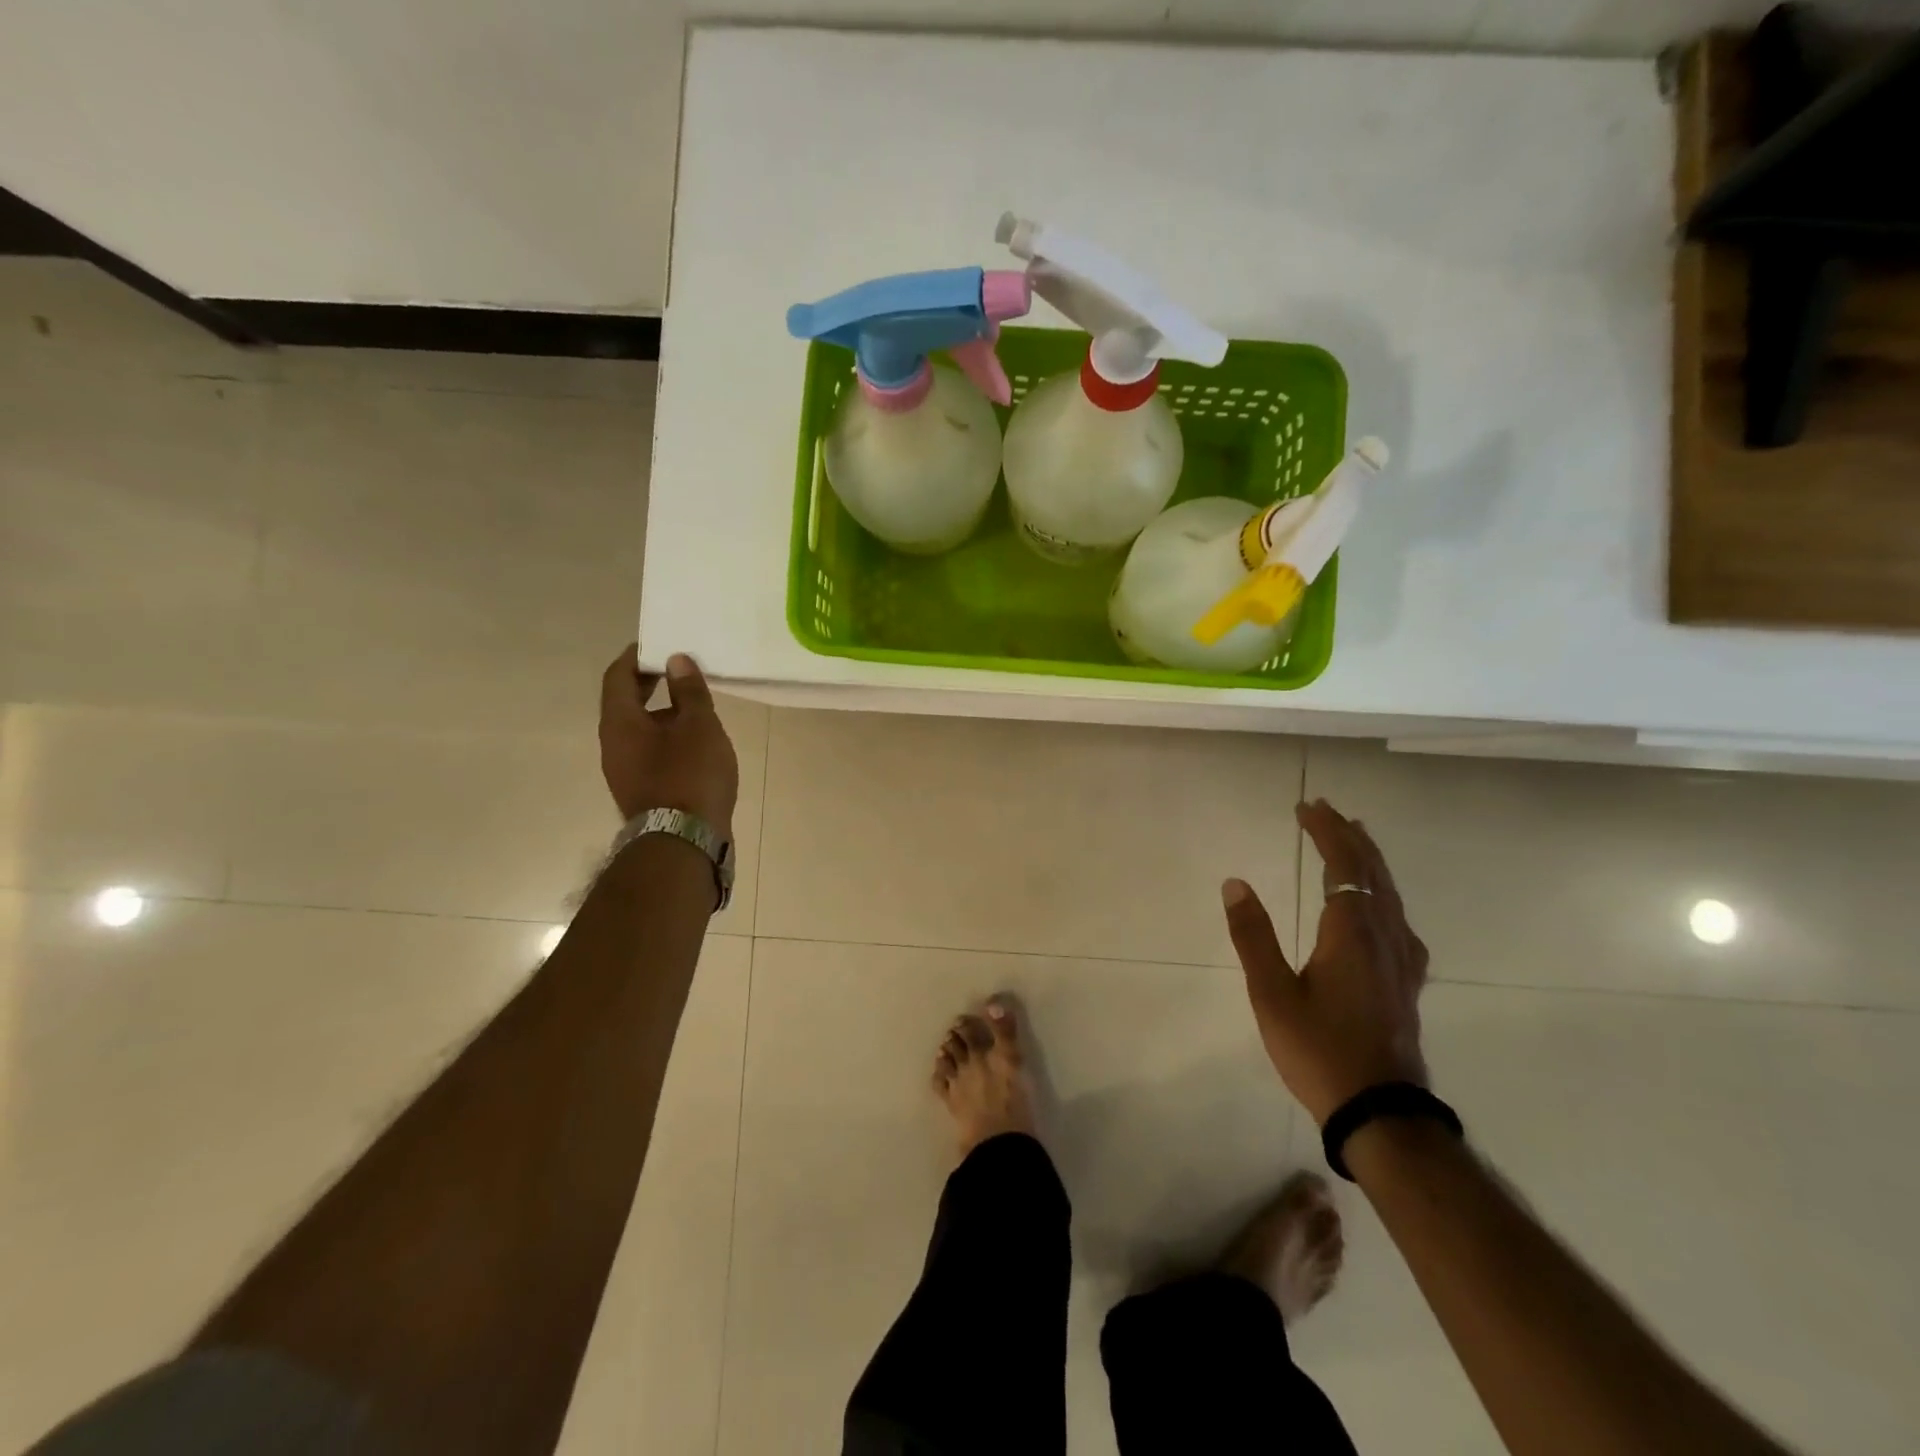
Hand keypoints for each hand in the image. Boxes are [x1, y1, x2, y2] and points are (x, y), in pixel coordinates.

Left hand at [599, 646, 739, 835]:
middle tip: (678, 670)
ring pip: (639, 729)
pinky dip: (667, 737)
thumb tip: (676, 660)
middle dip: (649, 683)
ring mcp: (624, 771)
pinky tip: (695, 742)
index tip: (658, 644)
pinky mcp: (642, 790)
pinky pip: (649, 751)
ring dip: (662, 712)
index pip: (617, 677)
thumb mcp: (699, 725)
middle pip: (625, 703)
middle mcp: (613, 744)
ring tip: (695, 705)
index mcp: (619, 722)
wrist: (684, 842)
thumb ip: (689, 690)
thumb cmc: (690, 775)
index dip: (636, 657)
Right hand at [1222, 799, 1429, 1125]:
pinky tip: (1383, 909)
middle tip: (1326, 811)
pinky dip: (1385, 894)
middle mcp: (1384, 937)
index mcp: (1351, 933)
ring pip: (1391, 895)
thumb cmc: (1319, 1050)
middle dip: (1349, 837)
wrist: (1382, 1113)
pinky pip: (1399, 920)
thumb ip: (1253, 935)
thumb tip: (1235, 883)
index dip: (1326, 832)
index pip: (1344, 866)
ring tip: (1355, 840)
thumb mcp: (1271, 994)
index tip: (1306, 808)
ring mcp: (1402, 961)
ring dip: (1370, 861)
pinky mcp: (1407, 983)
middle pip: (1372, 873)